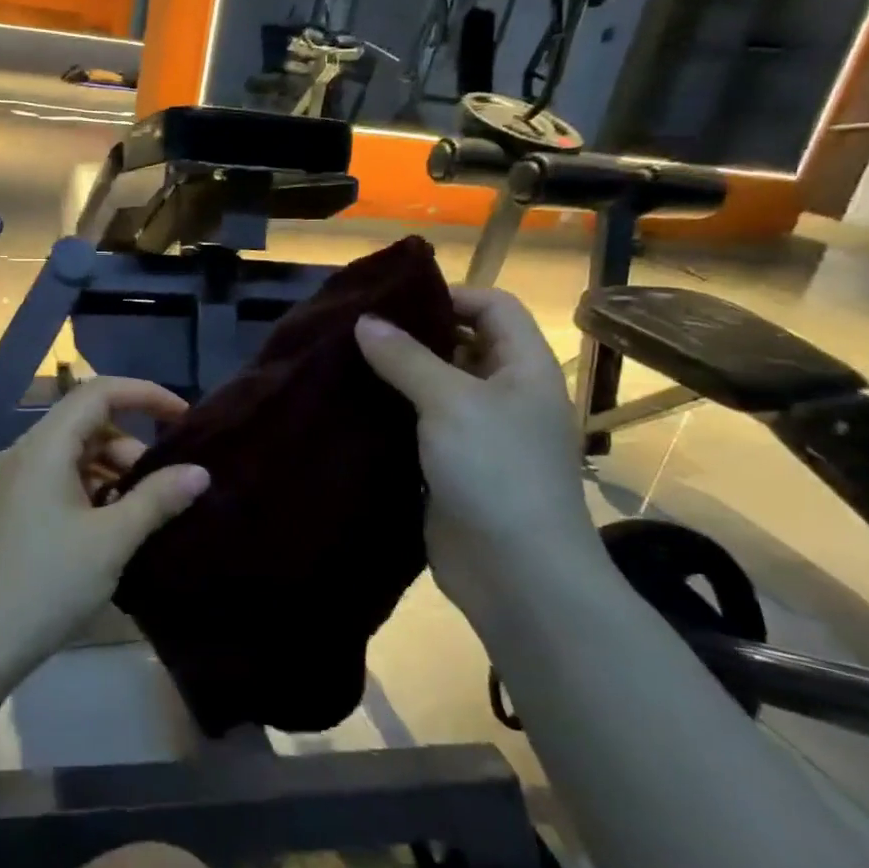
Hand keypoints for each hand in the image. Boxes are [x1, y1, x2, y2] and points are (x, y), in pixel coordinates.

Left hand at [0, 376, 210, 669]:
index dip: (145, 394)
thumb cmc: (48, 583)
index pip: (98, 393)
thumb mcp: (112, 540)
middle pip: (86, 423)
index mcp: (44, 446)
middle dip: (131, 445)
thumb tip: (199, 471)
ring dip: (112, 471)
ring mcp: (14, 481)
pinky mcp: (12, 508)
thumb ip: (157, 499)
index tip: (183, 418)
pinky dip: (90, 490)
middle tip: (162, 486)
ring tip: (139, 513)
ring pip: (73, 454)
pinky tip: (108, 527)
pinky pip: (58, 479)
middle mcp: (24, 452)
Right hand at [355, 287, 601, 610]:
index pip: (495, 307)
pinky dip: (391, 415)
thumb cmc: (495, 471)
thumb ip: (406, 357)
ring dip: (396, 376)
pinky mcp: (451, 468)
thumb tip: (365, 320)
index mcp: (524, 369)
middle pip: (462, 345)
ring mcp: (479, 435)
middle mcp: (505, 395)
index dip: (451, 295)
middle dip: (413, 335)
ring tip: (344, 363)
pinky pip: (419, 428)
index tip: (394, 301)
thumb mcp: (450, 402)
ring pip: (435, 389)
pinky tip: (352, 409)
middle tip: (356, 330)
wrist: (514, 572)